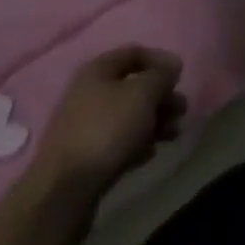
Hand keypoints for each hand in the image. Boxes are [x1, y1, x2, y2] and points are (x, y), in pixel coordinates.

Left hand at [33, 46, 186, 199]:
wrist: (63, 192)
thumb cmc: (107, 130)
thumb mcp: (142, 94)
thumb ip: (161, 75)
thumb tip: (171, 65)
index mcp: (98, 70)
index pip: (134, 52)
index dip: (160, 60)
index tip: (179, 77)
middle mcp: (88, 93)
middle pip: (133, 86)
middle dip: (161, 96)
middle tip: (181, 110)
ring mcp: (84, 126)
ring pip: (128, 116)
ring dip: (154, 121)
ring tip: (173, 134)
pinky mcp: (85, 157)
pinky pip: (118, 141)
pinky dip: (137, 143)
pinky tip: (149, 154)